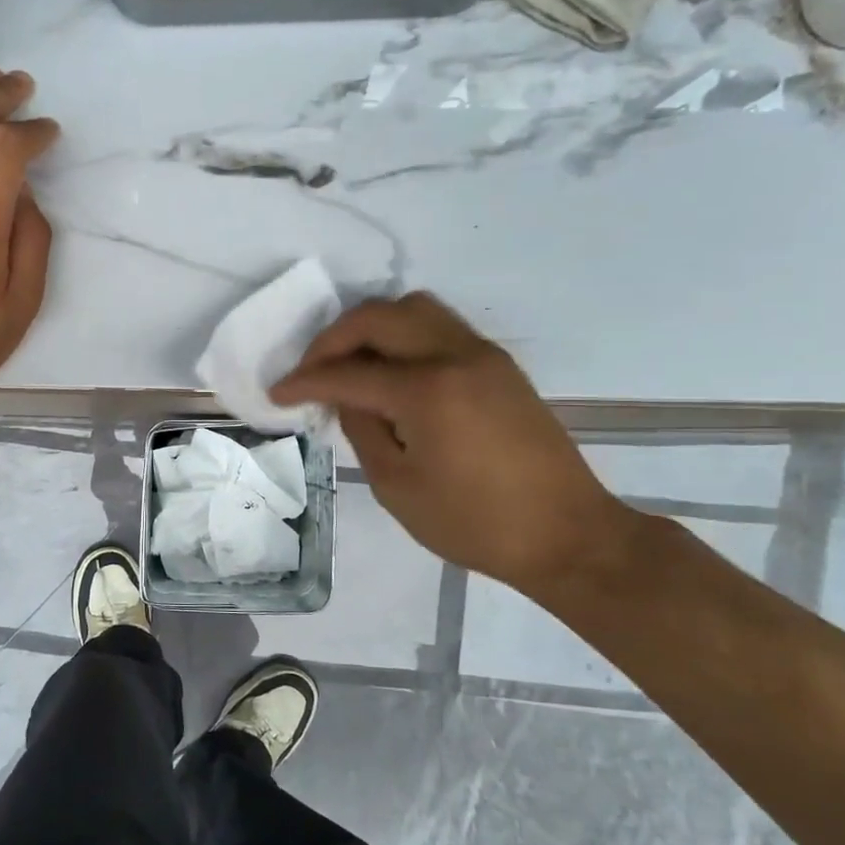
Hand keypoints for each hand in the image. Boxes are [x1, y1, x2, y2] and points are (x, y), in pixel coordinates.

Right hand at [271, 293, 636, 596]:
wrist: (567, 535)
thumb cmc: (474, 523)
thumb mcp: (397, 486)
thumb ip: (363, 429)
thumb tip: (346, 397)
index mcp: (427, 390)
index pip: (348, 372)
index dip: (305, 381)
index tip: (277, 393)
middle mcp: (455, 356)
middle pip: (379, 316)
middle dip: (334, 338)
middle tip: (311, 370)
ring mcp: (483, 356)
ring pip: (414, 309)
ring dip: (372, 327)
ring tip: (351, 363)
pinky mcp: (500, 366)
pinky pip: (440, 328)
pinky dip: (404, 336)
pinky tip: (392, 372)